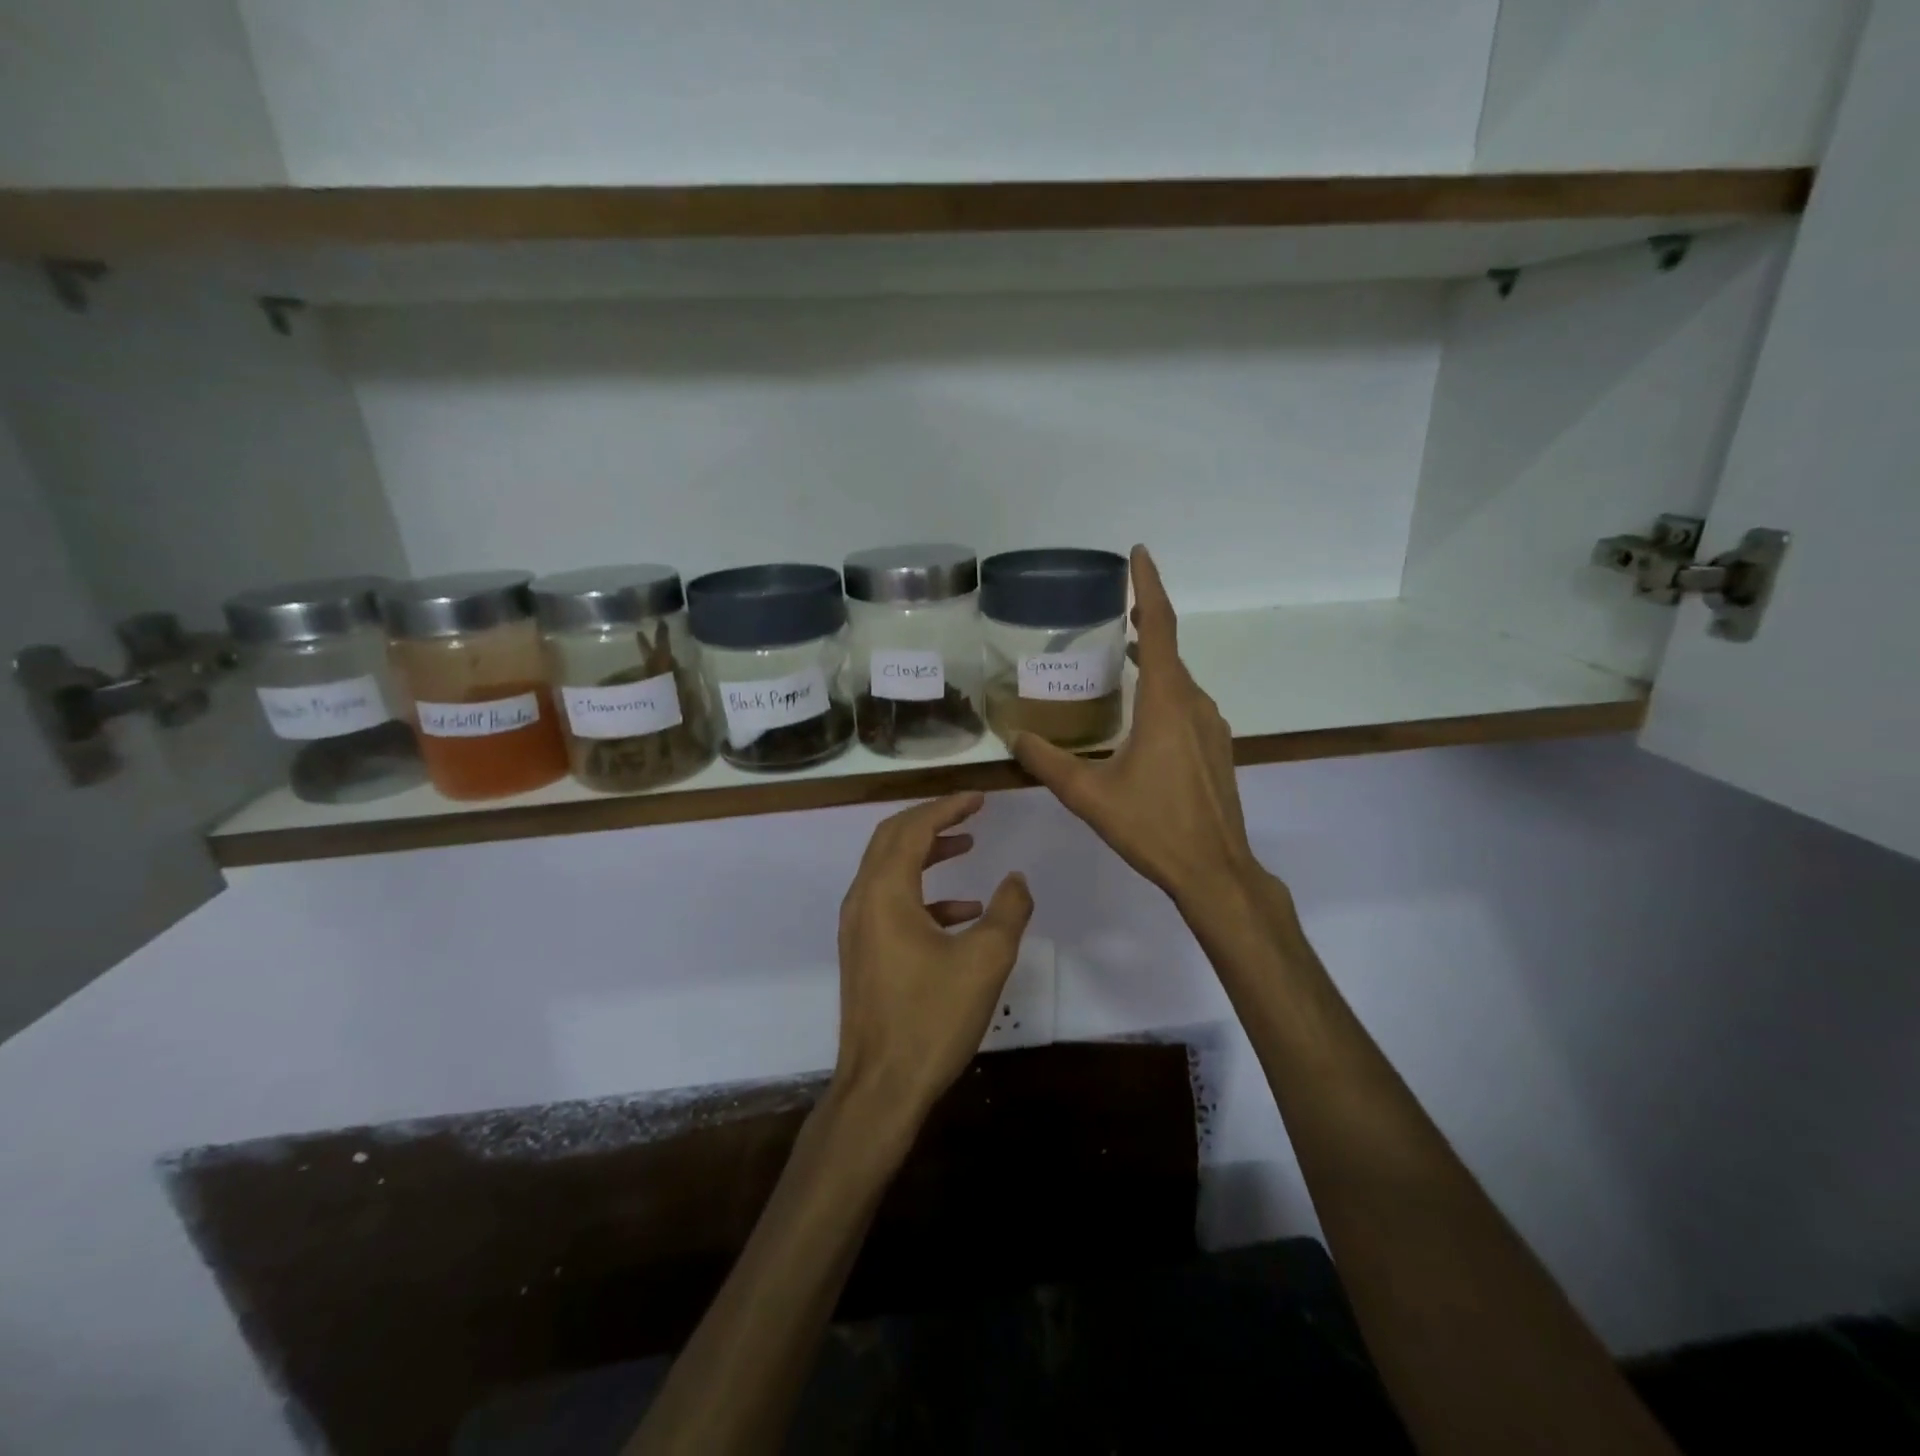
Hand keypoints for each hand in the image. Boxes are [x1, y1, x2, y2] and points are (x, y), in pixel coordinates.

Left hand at [834, 793, 1033, 1115]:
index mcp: (885, 892)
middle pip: (892, 839)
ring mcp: (858, 928)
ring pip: (889, 870)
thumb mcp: (985, 960)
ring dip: (926, 853)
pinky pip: (892, 903)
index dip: (947, 807)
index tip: (979, 798)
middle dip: (931, 820)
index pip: (913, 828)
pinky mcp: (863, 952)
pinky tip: (963, 912)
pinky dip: (924, 894)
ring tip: (967, 847)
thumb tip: (1016, 879)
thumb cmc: (931, 1019)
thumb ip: (1008, 911)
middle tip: (969, 811)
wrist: (881, 1086)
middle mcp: (862, 900)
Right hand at [1012, 545, 1256, 905]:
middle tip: (1112, 607)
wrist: (1215, 870)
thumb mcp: (1088, 794)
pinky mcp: (1216, 749)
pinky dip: (1162, 691)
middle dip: (1144, 621)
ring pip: (1178, 680)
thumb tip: (1013, 737)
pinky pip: (1186, 704)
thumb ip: (1047, 761)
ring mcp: (1211, 727)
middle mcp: (1194, 704)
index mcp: (1167, 701)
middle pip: (1169, 649)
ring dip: (1152, 661)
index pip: (1160, 627)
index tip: (1138, 553)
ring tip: (1120, 655)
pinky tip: (1140, 715)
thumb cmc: (1152, 826)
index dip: (1149, 586)